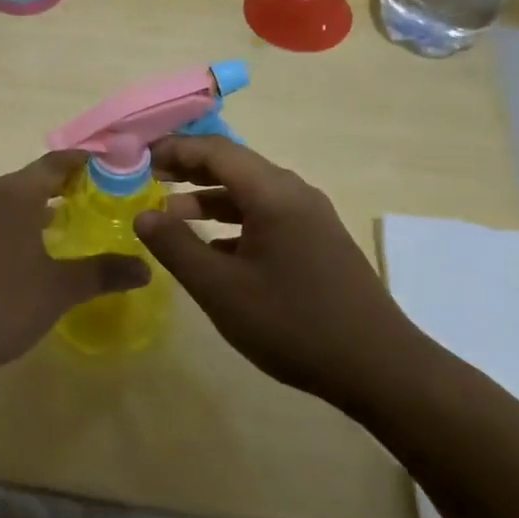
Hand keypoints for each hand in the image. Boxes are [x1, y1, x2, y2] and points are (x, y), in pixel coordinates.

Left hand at [0, 151, 148, 382]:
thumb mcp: (57, 290)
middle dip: (64, 187)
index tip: (112, 167)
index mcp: (13, 194)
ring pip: (7, 201)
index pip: (56, 163)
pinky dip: (12, 226)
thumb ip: (102, 273)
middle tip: (97, 201)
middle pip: (31, 179)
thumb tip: (146, 267)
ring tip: (65, 227)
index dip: (85, 163)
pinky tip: (23, 255)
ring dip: (36, 208)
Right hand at [134, 137, 423, 404]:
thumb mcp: (221, 289)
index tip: (138, 158)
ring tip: (172, 214)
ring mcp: (311, 218)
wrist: (380, 368)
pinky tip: (214, 248)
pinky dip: (233, 221)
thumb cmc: (293, 323)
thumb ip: (176, 247)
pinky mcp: (318, 242)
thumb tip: (142, 215)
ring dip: (209, 197)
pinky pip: (267, 215)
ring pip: (250, 192)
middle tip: (148, 178)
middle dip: (189, 168)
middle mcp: (294, 194)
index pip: (215, 150)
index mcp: (273, 193)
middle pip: (233, 165)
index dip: (173, 149)